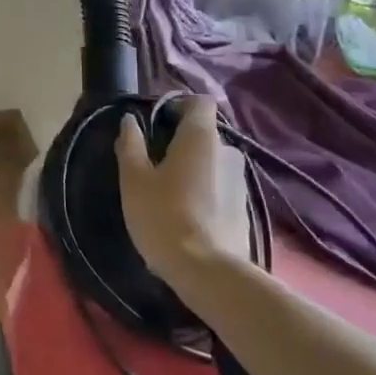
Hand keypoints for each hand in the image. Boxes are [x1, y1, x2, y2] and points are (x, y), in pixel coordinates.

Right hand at [114, 97, 251, 280]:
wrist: (208, 272)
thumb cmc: (164, 216)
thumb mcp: (134, 179)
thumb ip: (131, 144)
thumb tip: (130, 121)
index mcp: (201, 137)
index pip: (199, 102)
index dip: (178, 105)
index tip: (157, 123)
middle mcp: (228, 151)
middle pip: (204, 133)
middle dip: (180, 142)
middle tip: (154, 163)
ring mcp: (240, 181)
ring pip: (212, 162)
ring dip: (193, 169)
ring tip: (169, 193)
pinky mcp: (245, 209)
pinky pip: (220, 187)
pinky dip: (204, 192)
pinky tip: (186, 215)